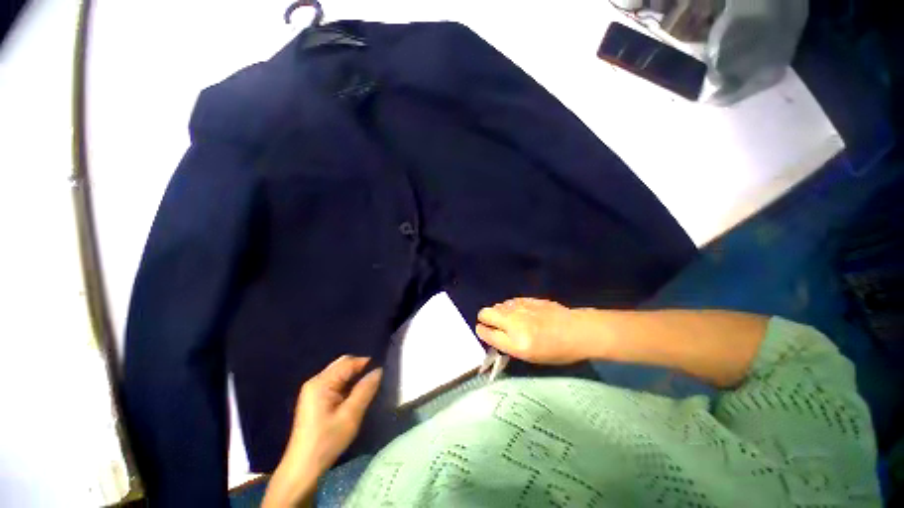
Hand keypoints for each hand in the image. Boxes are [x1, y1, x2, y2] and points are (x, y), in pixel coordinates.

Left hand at [263, 356, 381, 507]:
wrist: (302, 468)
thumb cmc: (326, 441)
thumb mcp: (350, 416)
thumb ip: (365, 390)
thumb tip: (379, 370)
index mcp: (321, 383)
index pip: (348, 362)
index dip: (366, 363)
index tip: (381, 372)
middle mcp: (315, 381)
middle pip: (342, 364)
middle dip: (359, 369)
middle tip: (374, 381)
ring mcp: (313, 390)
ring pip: (339, 373)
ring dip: (353, 377)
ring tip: (366, 388)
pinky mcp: (314, 398)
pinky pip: (335, 382)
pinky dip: (347, 385)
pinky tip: (353, 396)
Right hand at [476, 298, 604, 364]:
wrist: (576, 330)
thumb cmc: (555, 350)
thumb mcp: (530, 356)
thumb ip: (508, 344)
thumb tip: (493, 333)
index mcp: (516, 342)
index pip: (487, 333)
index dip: (482, 331)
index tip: (483, 331)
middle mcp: (514, 322)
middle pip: (486, 313)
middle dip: (485, 318)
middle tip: (492, 324)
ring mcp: (520, 307)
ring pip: (497, 305)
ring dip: (498, 312)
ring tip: (509, 320)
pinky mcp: (526, 298)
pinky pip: (509, 302)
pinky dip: (509, 307)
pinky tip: (519, 313)